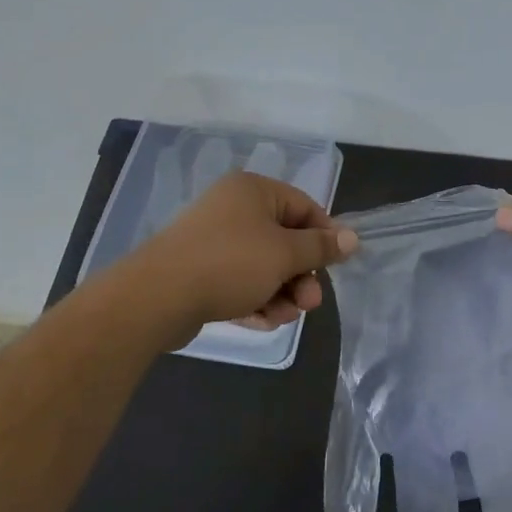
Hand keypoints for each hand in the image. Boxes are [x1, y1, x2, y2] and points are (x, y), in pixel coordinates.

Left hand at [125, 172, 358, 343]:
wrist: (158, 297)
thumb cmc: (231, 263)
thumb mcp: (285, 254)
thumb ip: (320, 247)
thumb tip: (352, 237)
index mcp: (254, 191)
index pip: (304, 207)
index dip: (325, 237)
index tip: (336, 266)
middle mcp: (233, 209)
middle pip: (285, 240)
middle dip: (301, 275)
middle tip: (309, 304)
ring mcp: (214, 240)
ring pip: (264, 266)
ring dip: (281, 293)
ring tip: (282, 317)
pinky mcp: (200, 271)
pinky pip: (240, 282)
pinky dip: (255, 299)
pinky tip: (261, 321)